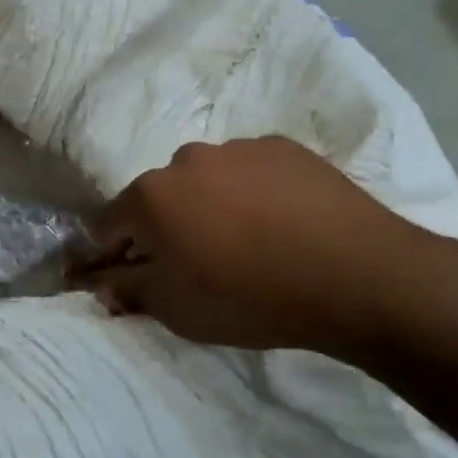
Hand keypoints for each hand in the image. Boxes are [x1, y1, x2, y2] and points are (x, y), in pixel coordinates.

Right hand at [75, 138, 446, 360]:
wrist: (357, 276)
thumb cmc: (252, 298)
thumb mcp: (177, 310)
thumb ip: (127, 290)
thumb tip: (100, 282)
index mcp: (150, 196)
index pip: (108, 222)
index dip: (114, 252)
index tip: (133, 275)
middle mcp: (185, 159)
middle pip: (159, 197)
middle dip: (166, 226)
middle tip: (198, 262)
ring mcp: (237, 147)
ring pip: (206, 179)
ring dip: (210, 205)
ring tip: (248, 241)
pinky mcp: (283, 147)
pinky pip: (251, 171)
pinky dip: (253, 192)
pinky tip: (283, 223)